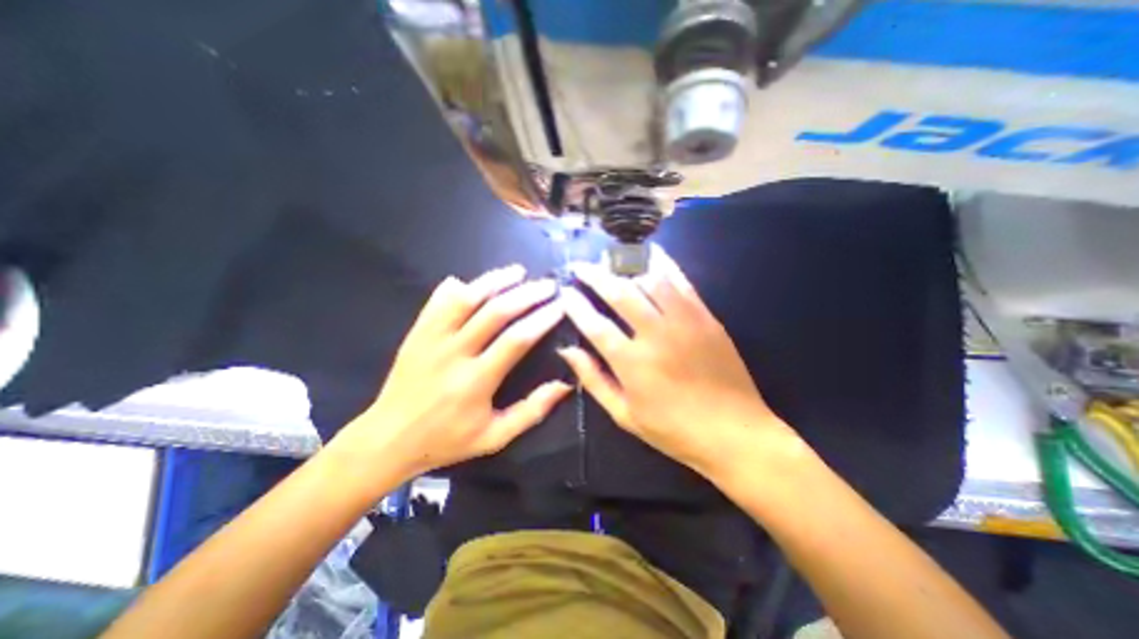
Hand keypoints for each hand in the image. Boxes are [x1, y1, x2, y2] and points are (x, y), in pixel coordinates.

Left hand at [334, 265, 568, 478]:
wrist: (387, 440)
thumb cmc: (446, 441)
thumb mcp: (495, 437)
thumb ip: (532, 411)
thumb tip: (565, 384)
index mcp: (476, 381)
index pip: (517, 339)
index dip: (542, 318)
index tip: (560, 306)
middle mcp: (454, 353)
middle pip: (495, 312)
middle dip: (527, 294)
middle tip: (548, 285)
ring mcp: (431, 339)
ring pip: (466, 298)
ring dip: (495, 281)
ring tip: (518, 272)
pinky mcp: (417, 333)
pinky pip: (438, 301)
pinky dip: (458, 287)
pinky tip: (473, 282)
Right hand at [556, 250, 795, 478]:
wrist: (734, 432)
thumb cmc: (673, 430)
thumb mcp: (625, 415)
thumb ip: (594, 380)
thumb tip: (567, 350)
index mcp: (632, 363)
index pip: (595, 325)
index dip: (576, 306)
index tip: (564, 292)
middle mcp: (655, 335)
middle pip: (620, 294)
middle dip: (595, 276)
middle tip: (580, 266)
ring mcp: (684, 321)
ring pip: (650, 280)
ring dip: (625, 266)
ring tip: (609, 258)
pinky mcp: (705, 316)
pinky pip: (681, 282)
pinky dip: (663, 264)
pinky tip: (651, 252)